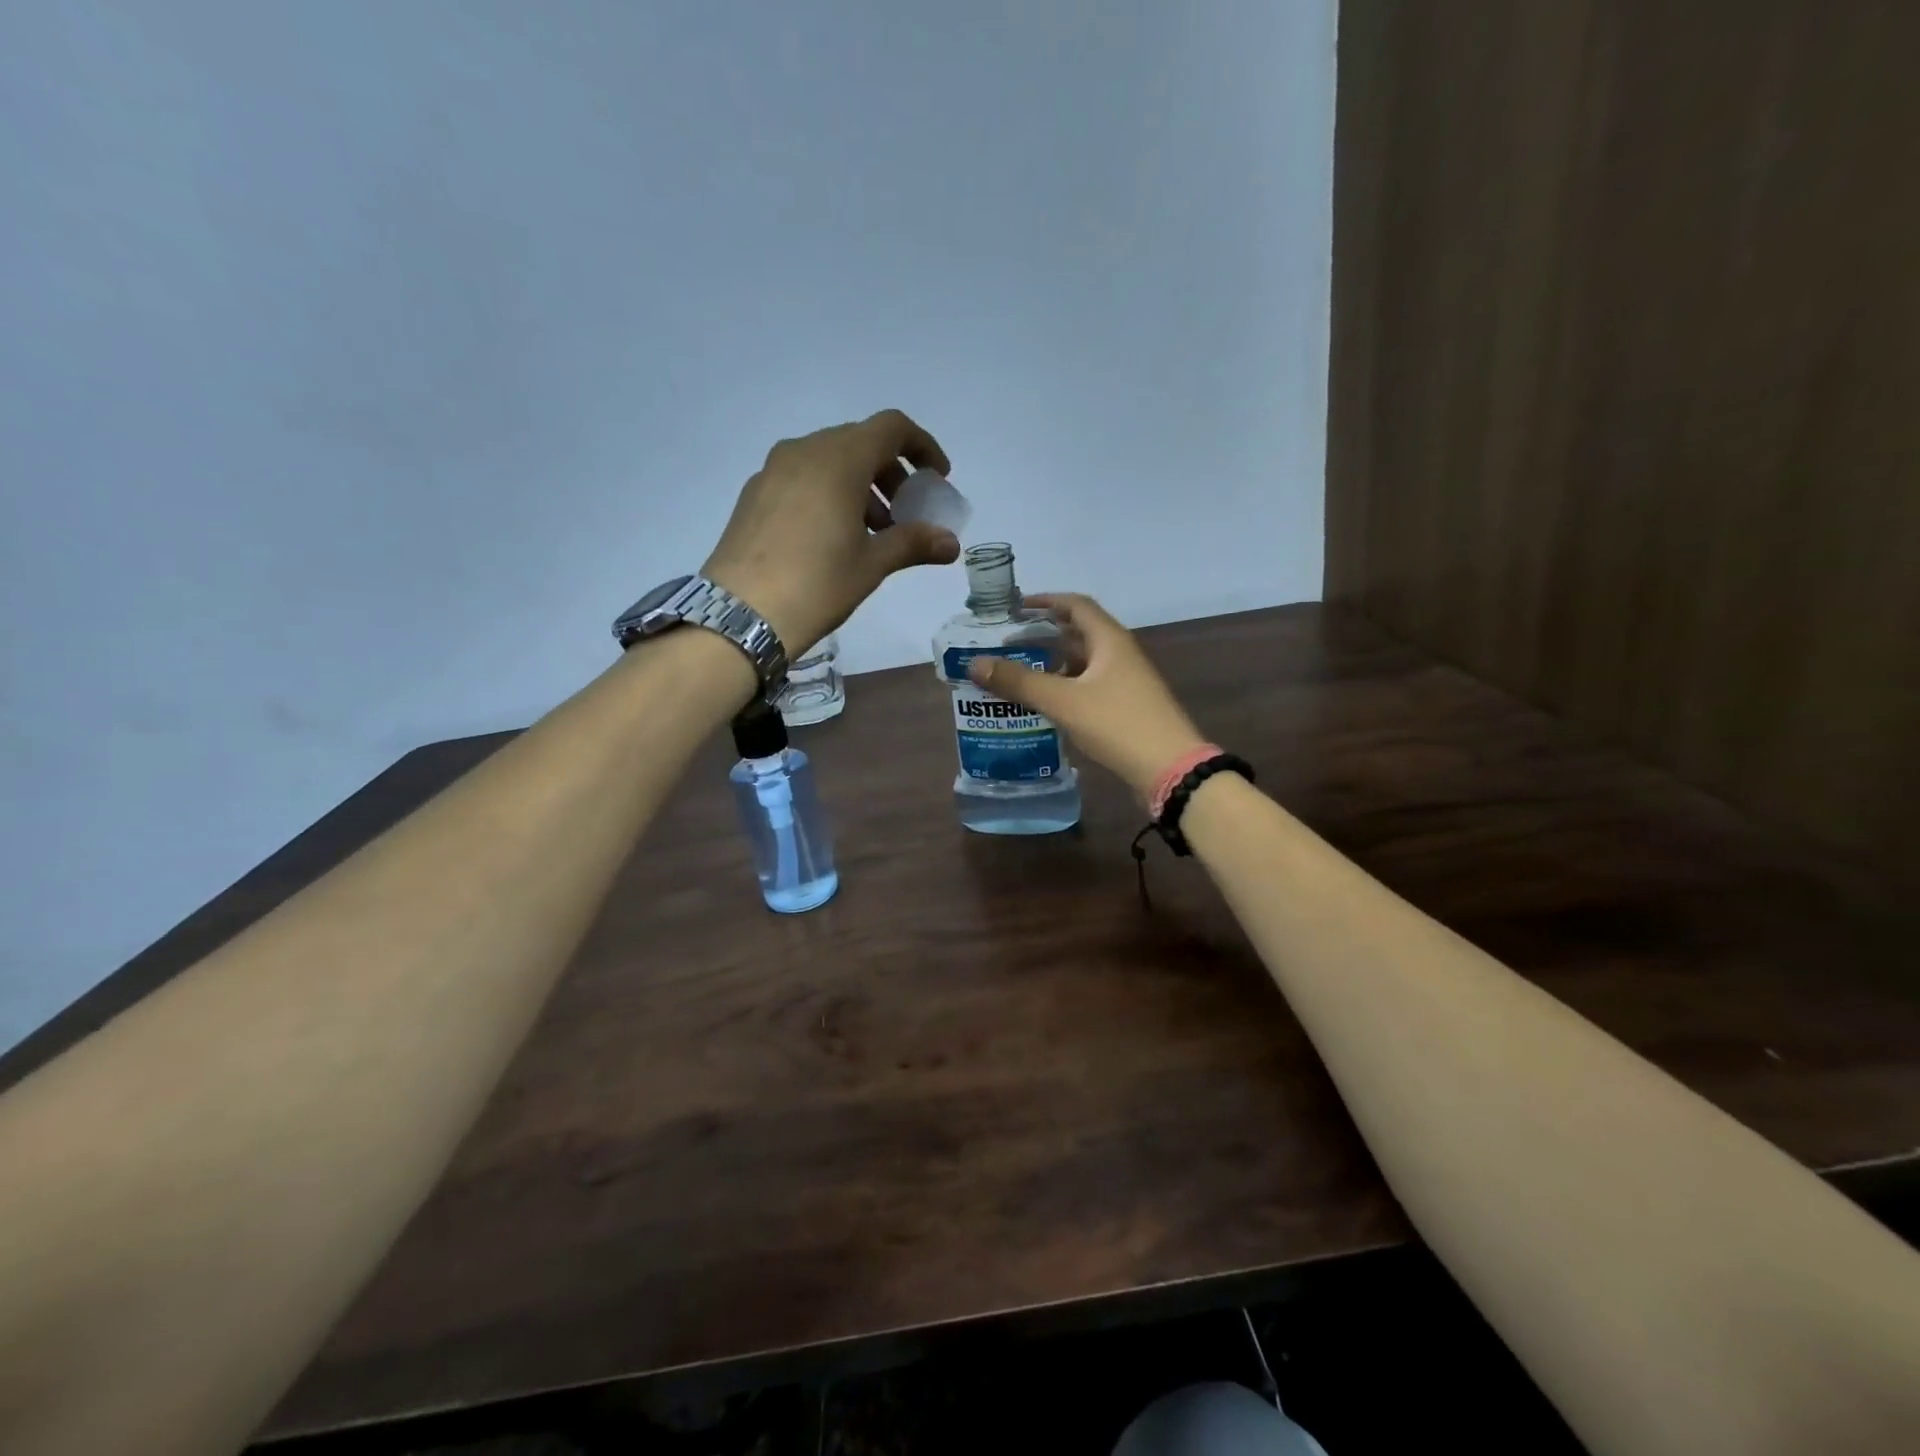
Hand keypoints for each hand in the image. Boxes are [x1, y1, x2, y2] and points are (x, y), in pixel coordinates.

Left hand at [702, 410, 959, 654]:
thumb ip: (914, 543)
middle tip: (905, 515)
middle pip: (860, 443)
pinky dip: (829, 494)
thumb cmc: (817, 584)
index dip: (922, 447)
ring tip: (872, 533)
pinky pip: (803, 478)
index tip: (937, 480)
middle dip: (891, 473)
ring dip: (860, 486)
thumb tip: (952, 544)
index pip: (891, 428)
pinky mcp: (754, 494)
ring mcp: (773, 470)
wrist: (740, 614)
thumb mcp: (872, 564)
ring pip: (829, 461)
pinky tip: (832, 538)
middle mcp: (804, 451)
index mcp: (839, 459)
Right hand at [967, 594, 1208, 804]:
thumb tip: (975, 664)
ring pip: (1082, 664)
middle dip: (1043, 635)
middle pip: (1078, 633)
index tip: (1015, 607)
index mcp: (1109, 640)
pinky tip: (1044, 704)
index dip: (1045, 601)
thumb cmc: (1118, 724)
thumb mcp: (1063, 701)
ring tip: (1017, 673)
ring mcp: (1125, 683)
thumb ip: (1019, 682)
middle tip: (1007, 642)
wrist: (1170, 769)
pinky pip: (1088, 688)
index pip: (1076, 605)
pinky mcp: (1125, 708)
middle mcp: (1119, 655)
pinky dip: (1064, 689)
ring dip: (1052, 664)